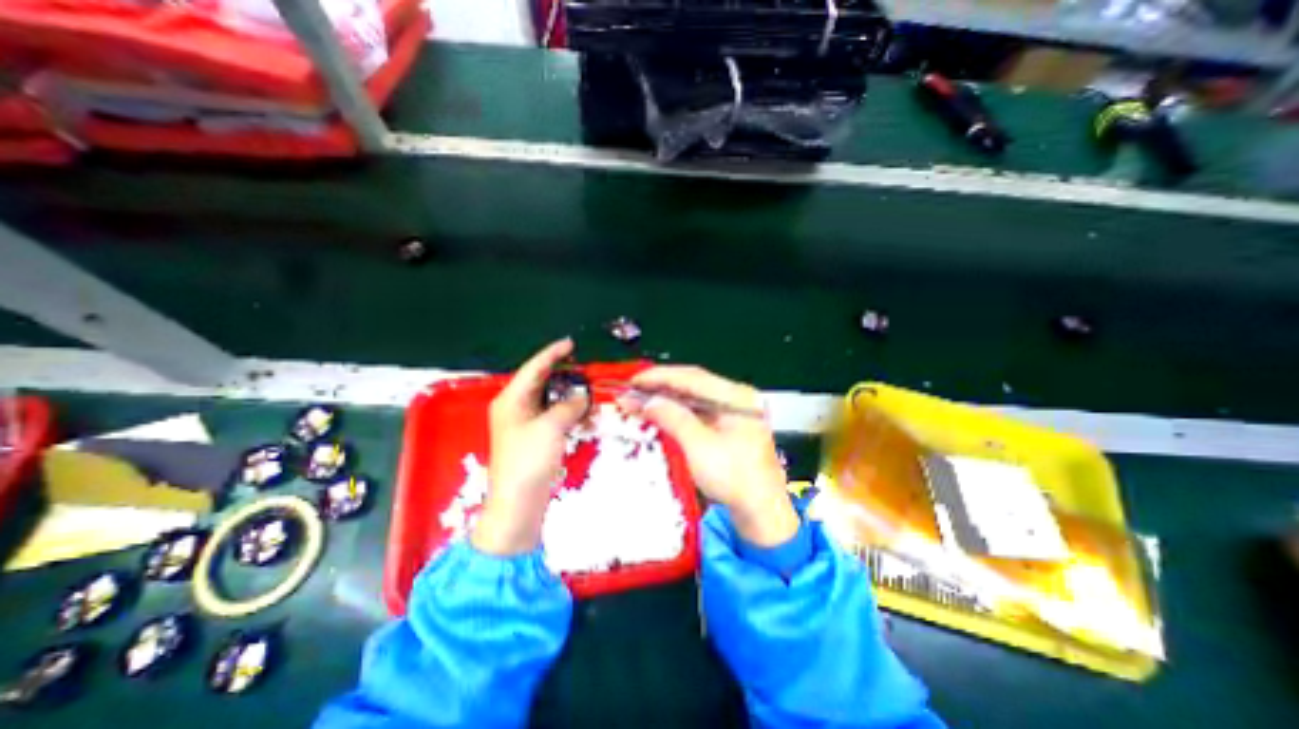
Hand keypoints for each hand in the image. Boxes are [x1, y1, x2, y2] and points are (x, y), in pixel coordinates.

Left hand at [475, 340, 590, 554]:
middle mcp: (516, 408)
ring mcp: (526, 424)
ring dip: (571, 398)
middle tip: (586, 372)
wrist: (518, 505)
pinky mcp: (536, 439)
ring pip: (551, 401)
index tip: (570, 343)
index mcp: (512, 400)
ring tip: (591, 396)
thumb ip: (569, 405)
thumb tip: (581, 396)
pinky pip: (555, 418)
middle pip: (542, 383)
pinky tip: (586, 418)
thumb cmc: (528, 461)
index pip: (534, 368)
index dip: (552, 354)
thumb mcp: (551, 427)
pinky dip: (570, 415)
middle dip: (565, 377)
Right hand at [622, 364, 798, 544]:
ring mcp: (733, 412)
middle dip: (661, 387)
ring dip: (666, 399)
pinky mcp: (727, 427)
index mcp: (737, 396)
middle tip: (632, 390)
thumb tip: (646, 400)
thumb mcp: (699, 446)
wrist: (761, 512)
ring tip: (639, 401)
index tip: (634, 380)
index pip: (693, 377)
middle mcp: (737, 398)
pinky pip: (697, 412)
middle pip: (693, 384)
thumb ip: (672, 418)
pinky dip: (676, 412)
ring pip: (693, 398)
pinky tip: (659, 414)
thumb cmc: (734, 479)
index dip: (660, 376)